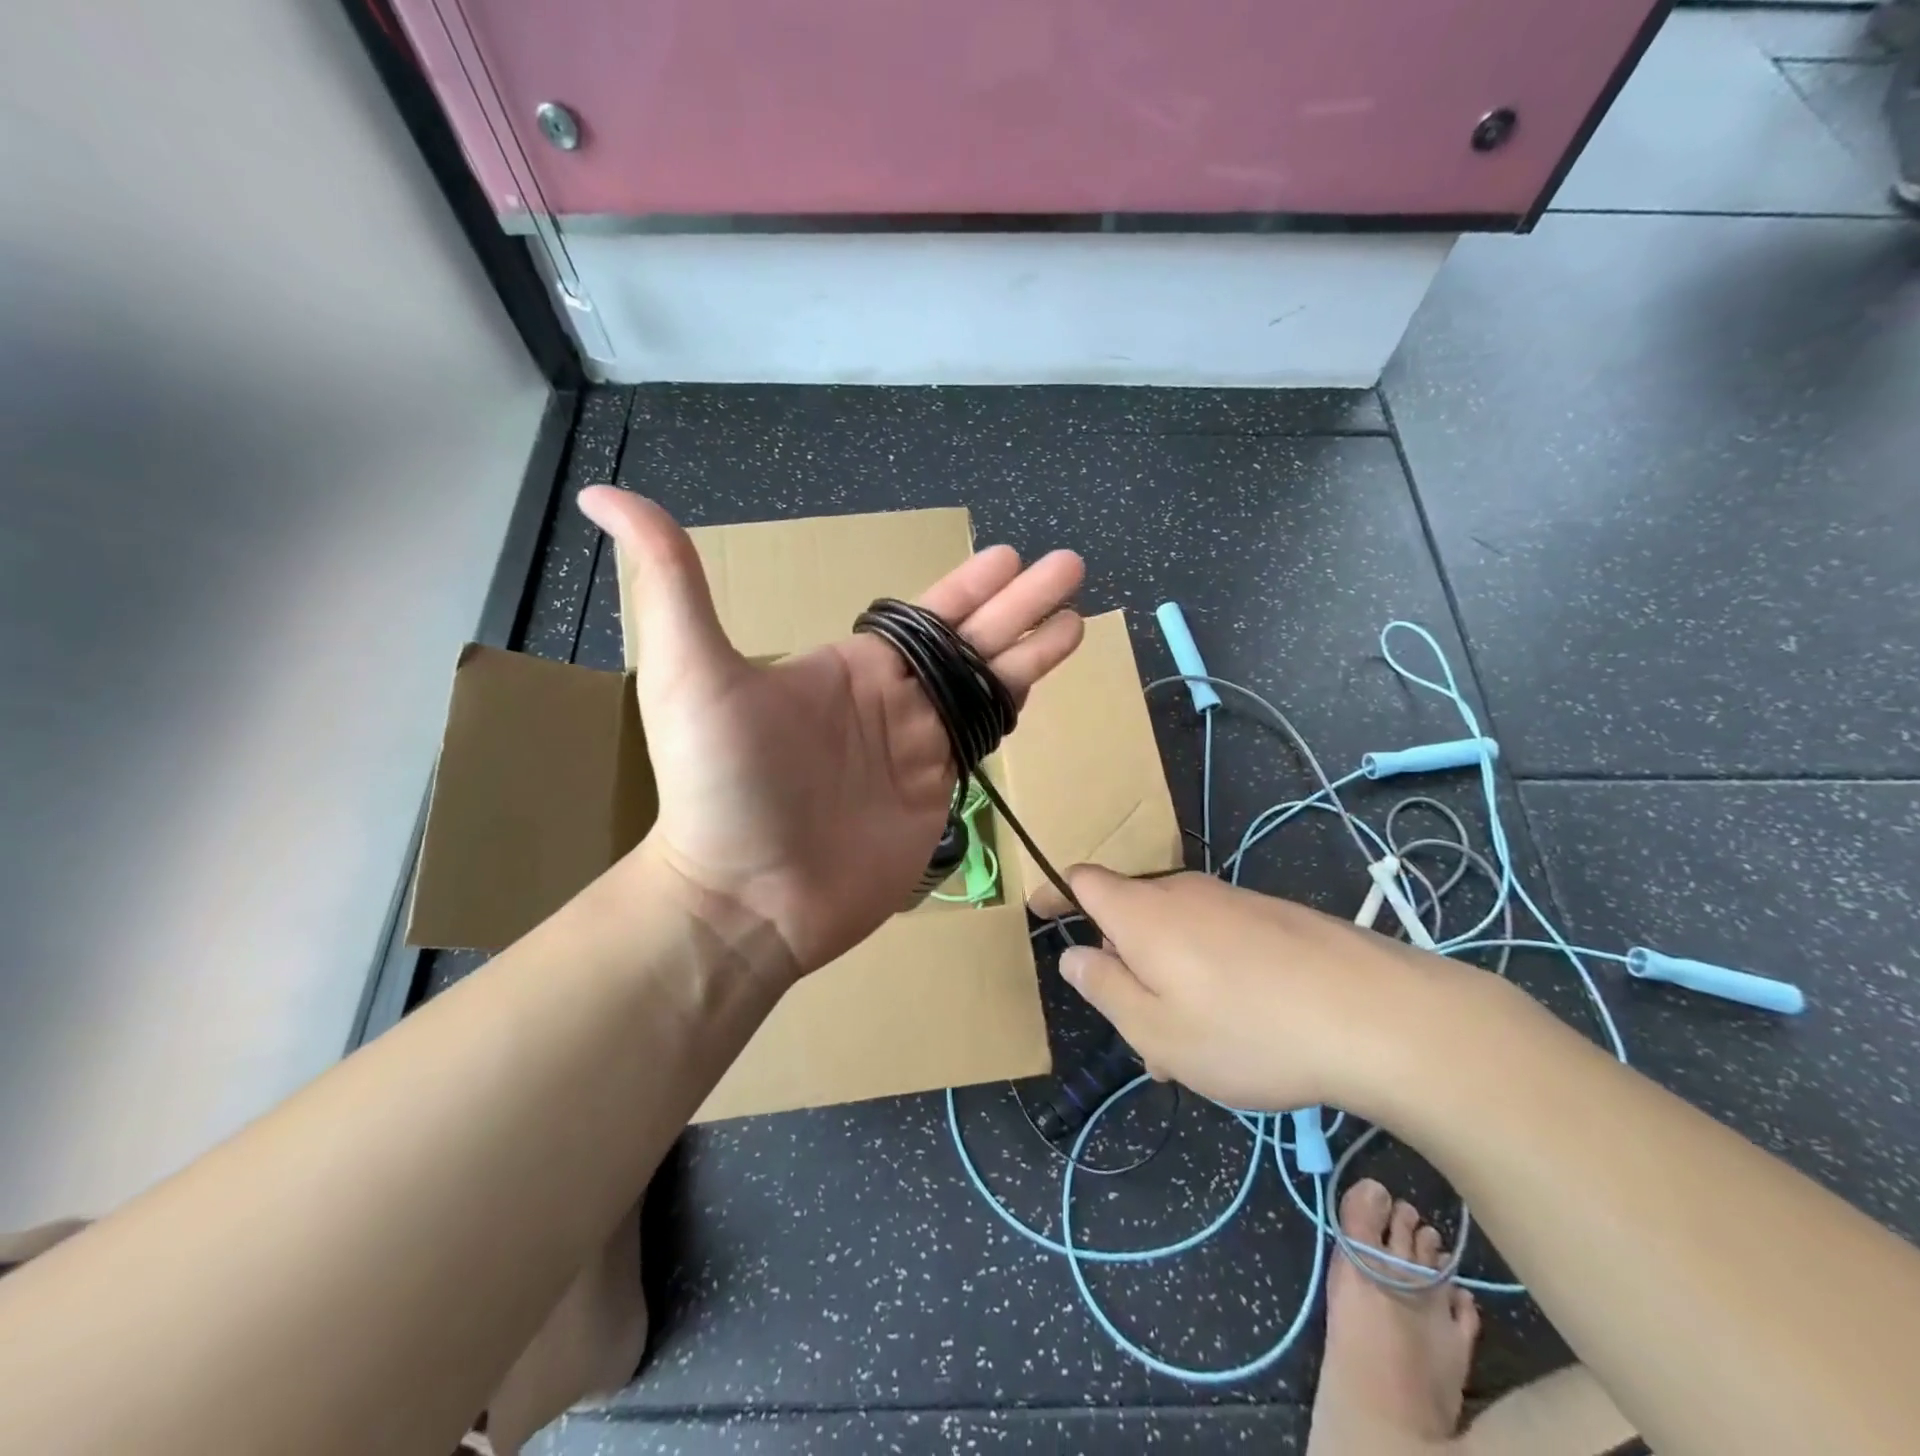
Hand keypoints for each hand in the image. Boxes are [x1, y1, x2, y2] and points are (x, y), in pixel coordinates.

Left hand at [579, 487, 1084, 977]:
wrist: (746, 896)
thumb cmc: (720, 784)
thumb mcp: (689, 671)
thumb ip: (669, 579)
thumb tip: (607, 493)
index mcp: (848, 667)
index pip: (923, 616)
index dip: (967, 587)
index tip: (1008, 556)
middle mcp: (890, 700)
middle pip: (970, 641)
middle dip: (1020, 604)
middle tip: (1070, 567)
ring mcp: (916, 749)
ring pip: (987, 686)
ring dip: (1032, 650)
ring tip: (1079, 617)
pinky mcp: (936, 794)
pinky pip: (983, 738)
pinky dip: (1014, 707)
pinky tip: (1045, 682)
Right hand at [1055, 867, 1492, 1115]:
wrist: (1378, 1016)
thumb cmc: (1248, 1030)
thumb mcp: (1156, 1030)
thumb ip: (1105, 988)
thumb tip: (1075, 956)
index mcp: (1143, 913)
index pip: (1083, 881)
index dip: (1056, 893)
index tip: (1038, 910)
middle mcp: (1183, 894)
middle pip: (1131, 915)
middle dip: (1122, 964)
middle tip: (1139, 1033)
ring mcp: (1232, 902)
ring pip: (1176, 935)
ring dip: (1167, 980)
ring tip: (1194, 1049)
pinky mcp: (1273, 918)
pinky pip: (1216, 940)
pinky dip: (1206, 975)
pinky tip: (1242, 1029)